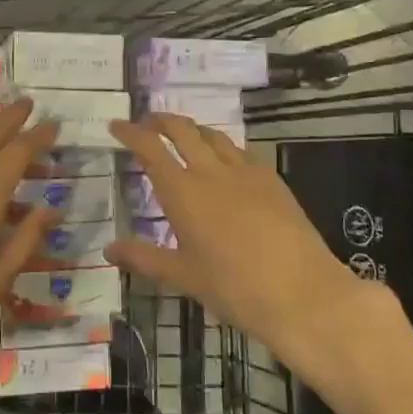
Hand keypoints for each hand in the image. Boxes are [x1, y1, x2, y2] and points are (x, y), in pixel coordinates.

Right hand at [106, 113, 400, 368]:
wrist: (302, 293)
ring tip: (184, 137)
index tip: (116, 125)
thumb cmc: (234, 287)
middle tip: (147, 124)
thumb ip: (144, 258)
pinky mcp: (272, 180)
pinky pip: (241, 151)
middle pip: (182, 130)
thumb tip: (109, 249)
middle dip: (161, 121)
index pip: (150, 148)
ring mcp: (245, 172)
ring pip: (213, 136)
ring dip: (193, 130)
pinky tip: (226, 162)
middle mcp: (211, 171)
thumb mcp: (183, 276)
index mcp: (183, 192)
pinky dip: (223, 147)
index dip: (131, 133)